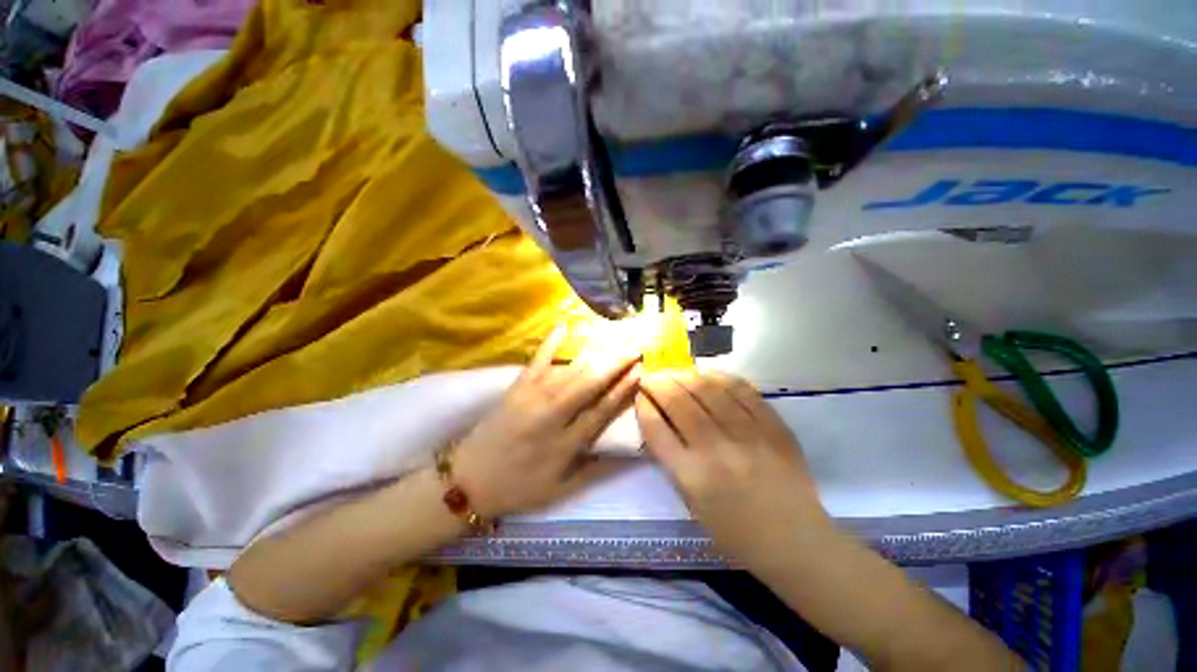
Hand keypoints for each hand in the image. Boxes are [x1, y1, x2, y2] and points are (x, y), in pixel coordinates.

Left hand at [451, 327, 640, 517]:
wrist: (469, 480)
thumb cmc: (519, 487)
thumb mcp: (562, 490)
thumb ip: (598, 470)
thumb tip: (631, 454)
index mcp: (565, 443)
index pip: (601, 410)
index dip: (622, 389)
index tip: (639, 372)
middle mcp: (552, 415)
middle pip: (589, 384)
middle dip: (614, 364)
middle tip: (633, 349)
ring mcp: (532, 397)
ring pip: (569, 372)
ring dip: (594, 356)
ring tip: (613, 344)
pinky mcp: (516, 387)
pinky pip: (537, 361)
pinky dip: (550, 343)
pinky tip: (563, 326)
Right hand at [636, 371, 828, 566]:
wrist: (795, 541)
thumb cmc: (734, 531)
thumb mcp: (690, 503)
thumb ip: (672, 460)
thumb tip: (659, 419)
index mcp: (691, 477)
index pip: (656, 428)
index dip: (643, 405)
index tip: (639, 394)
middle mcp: (716, 451)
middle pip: (679, 403)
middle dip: (659, 383)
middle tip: (652, 376)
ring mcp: (748, 435)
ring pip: (708, 390)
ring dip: (685, 375)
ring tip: (675, 372)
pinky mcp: (773, 427)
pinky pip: (742, 390)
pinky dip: (720, 377)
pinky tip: (707, 374)